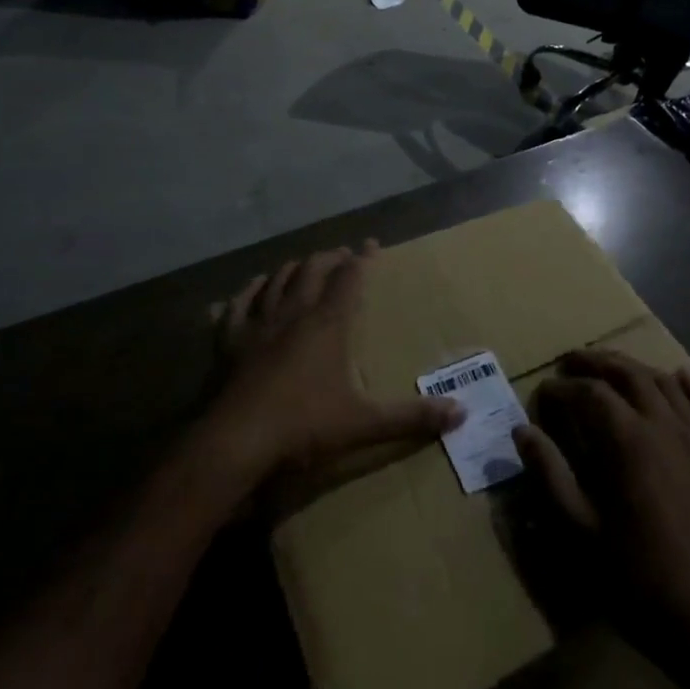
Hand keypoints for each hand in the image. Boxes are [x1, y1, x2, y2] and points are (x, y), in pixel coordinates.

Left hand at [205, 241, 459, 482]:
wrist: (235, 444)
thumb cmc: (303, 427)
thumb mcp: (364, 424)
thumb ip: (411, 418)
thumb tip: (461, 414)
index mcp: (327, 324)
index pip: (350, 277)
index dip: (363, 258)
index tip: (372, 244)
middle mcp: (293, 313)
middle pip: (312, 269)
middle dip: (330, 257)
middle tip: (342, 256)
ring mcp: (257, 324)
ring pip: (276, 280)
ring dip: (293, 268)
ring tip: (304, 266)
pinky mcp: (228, 341)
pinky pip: (237, 304)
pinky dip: (249, 290)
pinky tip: (253, 287)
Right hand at [513, 349, 689, 667]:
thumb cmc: (637, 579)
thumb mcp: (580, 532)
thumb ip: (550, 475)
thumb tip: (522, 431)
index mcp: (629, 443)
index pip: (591, 394)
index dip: (564, 387)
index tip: (545, 390)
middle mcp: (666, 428)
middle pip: (630, 375)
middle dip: (598, 362)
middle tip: (573, 360)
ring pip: (668, 386)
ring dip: (637, 369)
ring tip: (615, 368)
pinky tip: (680, 376)